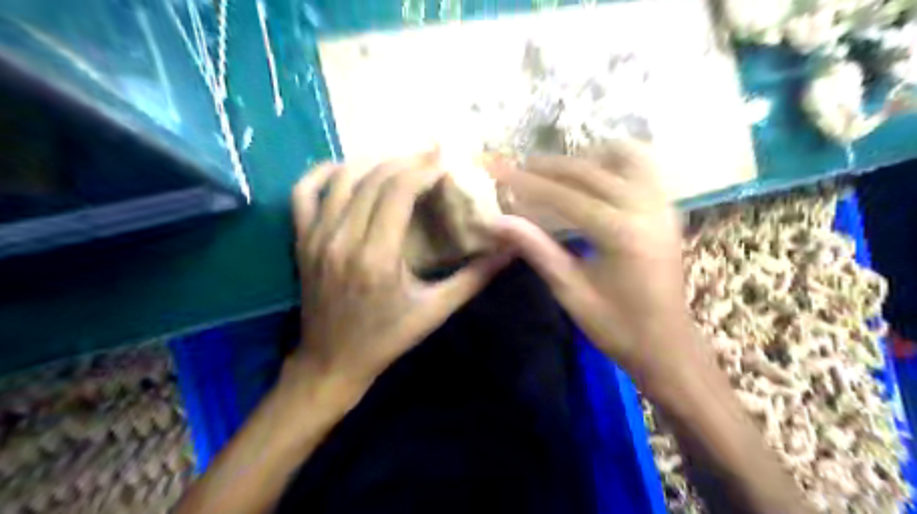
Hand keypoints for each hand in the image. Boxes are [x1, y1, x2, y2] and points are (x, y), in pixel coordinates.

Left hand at [289, 154, 512, 393]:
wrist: (332, 361)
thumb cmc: (387, 338)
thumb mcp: (435, 311)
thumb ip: (474, 278)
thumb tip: (510, 250)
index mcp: (377, 257)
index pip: (398, 192)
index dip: (424, 169)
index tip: (445, 161)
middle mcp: (343, 239)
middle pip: (374, 179)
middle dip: (406, 161)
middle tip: (431, 156)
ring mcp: (317, 237)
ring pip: (342, 178)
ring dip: (373, 161)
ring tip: (400, 161)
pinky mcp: (303, 240)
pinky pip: (305, 192)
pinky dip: (324, 172)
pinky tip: (347, 170)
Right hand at [490, 142, 692, 379]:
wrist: (667, 344)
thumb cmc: (616, 326)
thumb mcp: (570, 290)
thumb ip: (535, 249)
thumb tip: (497, 222)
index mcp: (621, 233)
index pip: (565, 196)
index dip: (527, 183)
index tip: (499, 171)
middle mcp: (646, 208)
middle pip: (590, 171)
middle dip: (550, 166)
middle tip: (519, 167)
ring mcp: (662, 205)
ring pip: (624, 157)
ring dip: (587, 157)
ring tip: (558, 171)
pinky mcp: (668, 210)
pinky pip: (645, 167)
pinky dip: (616, 162)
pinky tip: (596, 175)